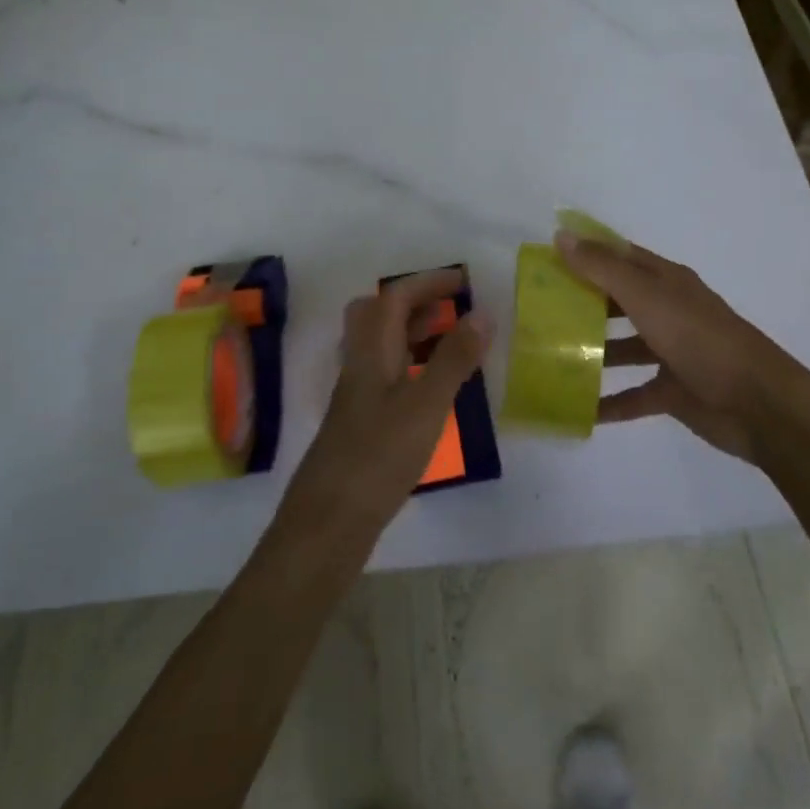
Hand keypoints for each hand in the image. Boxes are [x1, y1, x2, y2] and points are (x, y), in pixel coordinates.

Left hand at [279, 268, 490, 544]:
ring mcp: (356, 396)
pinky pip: (387, 375)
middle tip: (453, 310)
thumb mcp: (425, 405)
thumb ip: (453, 359)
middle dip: (416, 303)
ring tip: (452, 343)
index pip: (395, 297)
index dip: (428, 283)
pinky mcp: (360, 424)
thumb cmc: (378, 457)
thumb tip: (482, 313)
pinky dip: (412, 367)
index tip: (465, 283)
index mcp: (370, 351)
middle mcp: (359, 365)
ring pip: (382, 347)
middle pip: (379, 316)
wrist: (327, 525)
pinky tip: (433, 391)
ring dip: (414, 334)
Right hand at [557, 231, 793, 462]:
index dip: (587, 252)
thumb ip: (603, 268)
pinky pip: (634, 395)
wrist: (758, 404)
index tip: (547, 257)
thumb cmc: (699, 338)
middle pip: (618, 301)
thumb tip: (562, 235)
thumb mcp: (646, 297)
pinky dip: (609, 402)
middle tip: (539, 310)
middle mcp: (667, 311)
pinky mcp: (674, 391)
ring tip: (551, 358)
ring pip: (623, 347)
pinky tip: (578, 409)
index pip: (620, 256)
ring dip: (592, 352)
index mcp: (665, 281)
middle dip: (582, 303)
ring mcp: (671, 352)